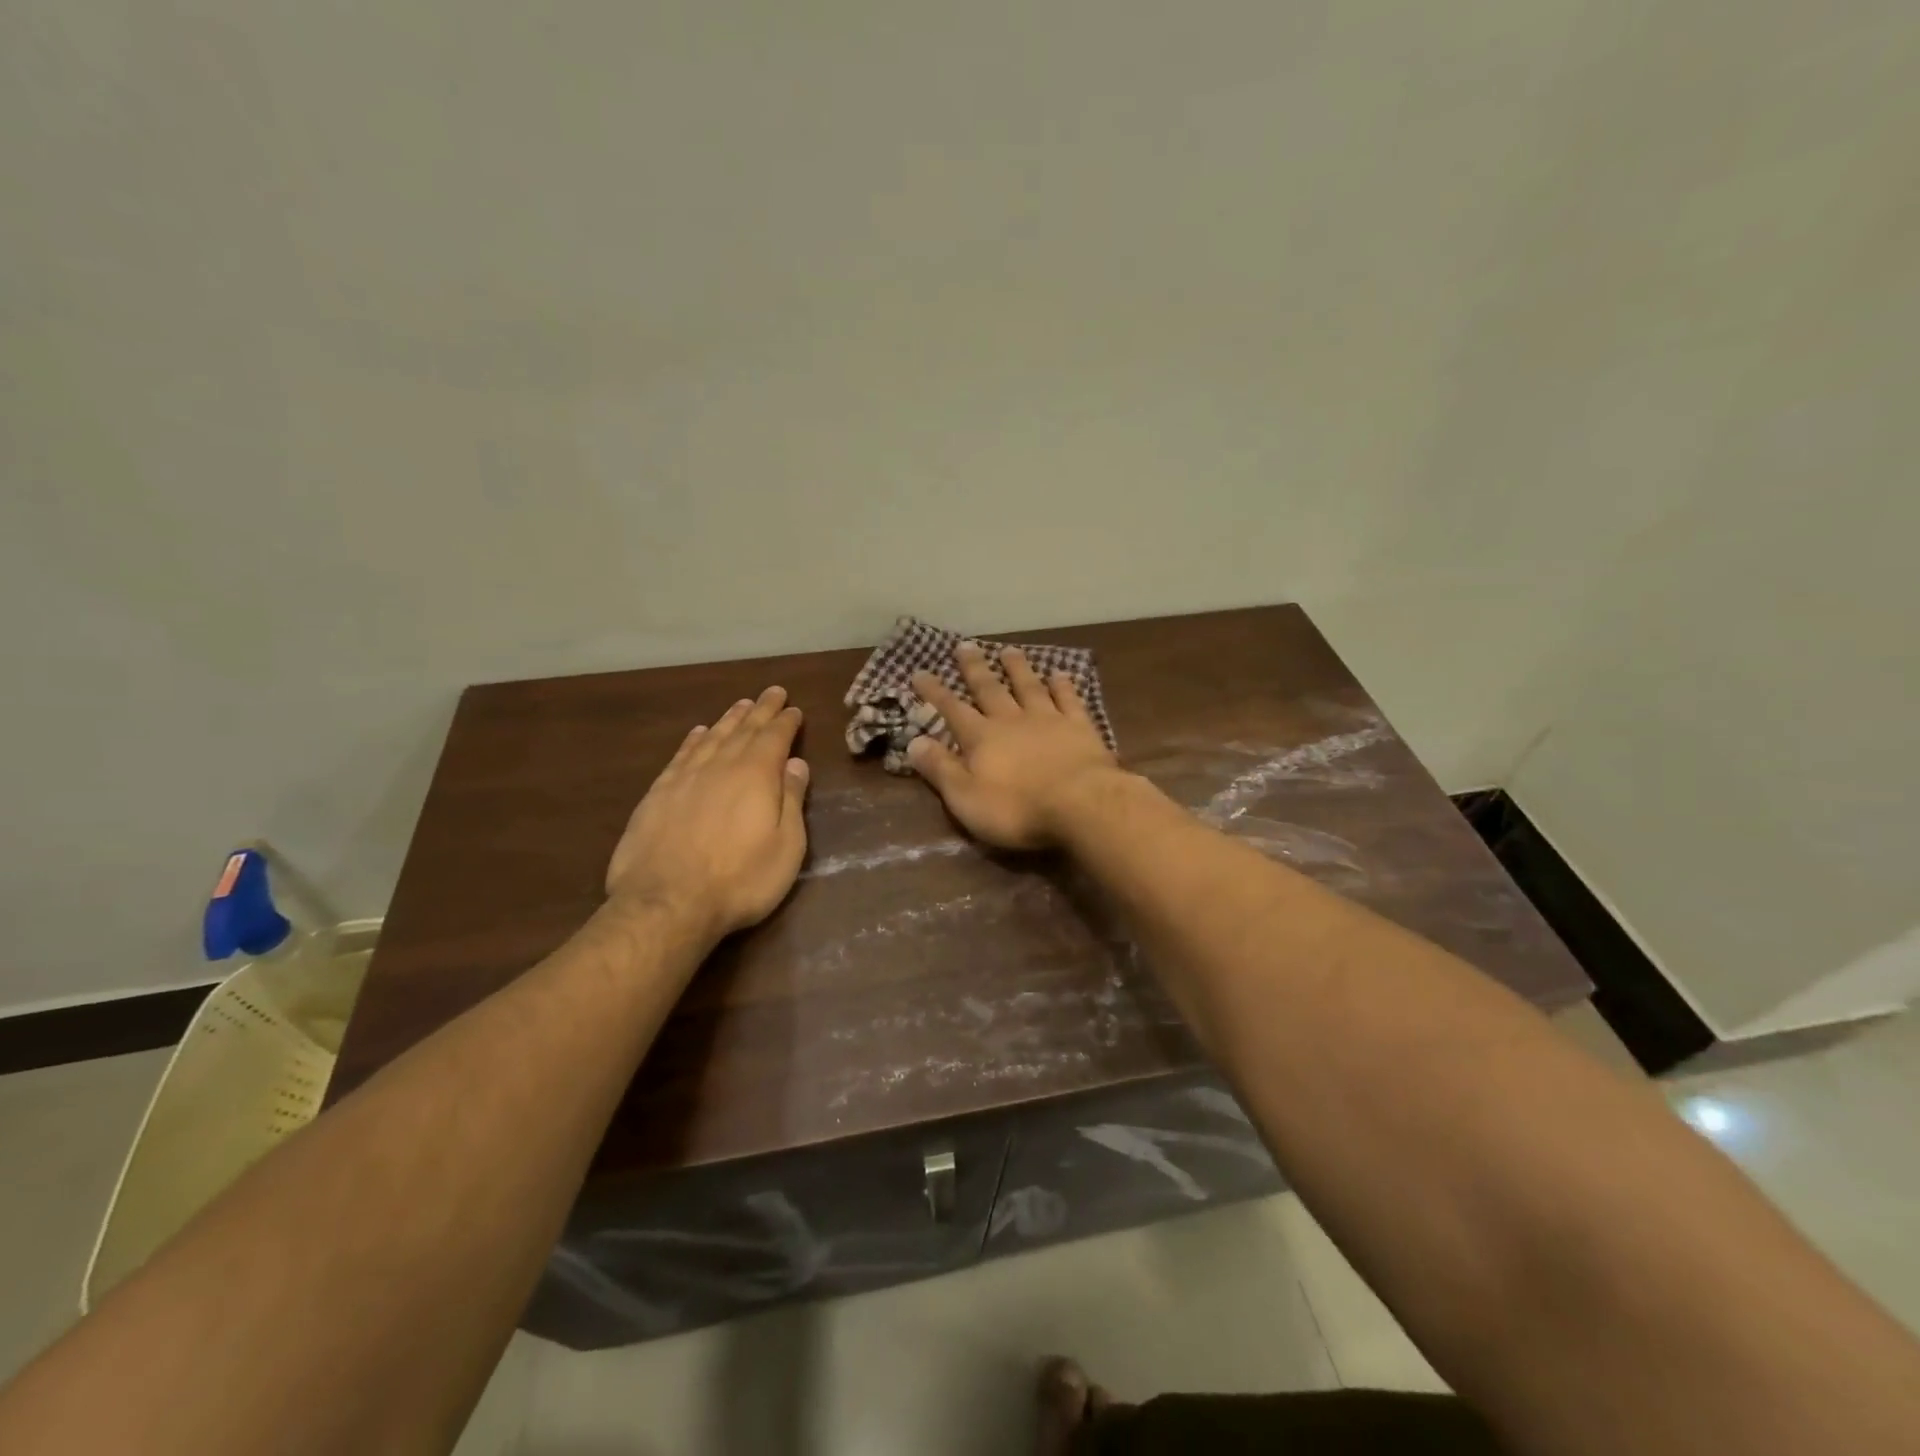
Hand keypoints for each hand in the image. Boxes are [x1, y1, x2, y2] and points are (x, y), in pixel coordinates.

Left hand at [606, 686, 809, 942]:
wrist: (667, 903)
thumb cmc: (740, 879)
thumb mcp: (786, 846)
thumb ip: (792, 800)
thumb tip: (796, 763)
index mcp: (757, 775)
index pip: (775, 738)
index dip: (786, 722)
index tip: (794, 709)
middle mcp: (721, 766)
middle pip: (744, 730)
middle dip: (761, 710)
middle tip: (772, 693)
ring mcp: (685, 778)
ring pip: (712, 737)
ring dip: (729, 719)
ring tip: (741, 704)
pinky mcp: (658, 794)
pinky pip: (681, 755)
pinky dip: (693, 740)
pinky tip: (699, 733)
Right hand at [908, 645, 1120, 849]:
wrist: (1080, 804)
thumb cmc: (1017, 809)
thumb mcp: (966, 797)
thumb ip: (940, 769)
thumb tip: (913, 742)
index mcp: (981, 738)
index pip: (952, 710)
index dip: (934, 692)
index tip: (920, 672)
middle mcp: (1012, 720)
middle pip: (990, 689)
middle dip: (974, 668)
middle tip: (964, 645)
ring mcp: (1049, 719)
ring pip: (1028, 686)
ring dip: (1017, 668)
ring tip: (1008, 650)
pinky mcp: (1080, 727)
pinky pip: (1069, 699)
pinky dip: (1063, 685)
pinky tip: (1060, 673)